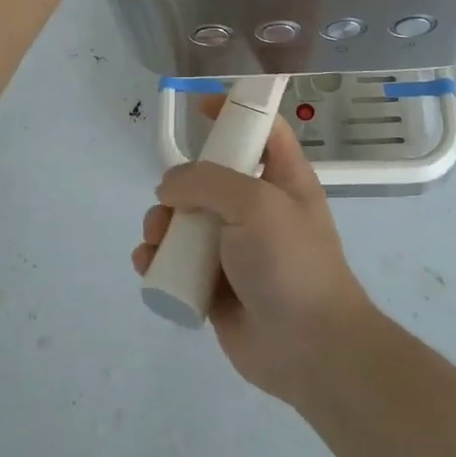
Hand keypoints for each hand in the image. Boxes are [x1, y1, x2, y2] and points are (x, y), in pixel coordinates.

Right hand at [134, 109, 375, 402]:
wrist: (307, 348)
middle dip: (179, 185)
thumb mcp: (256, 204)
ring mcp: (234, 248)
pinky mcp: (213, 284)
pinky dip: (158, 260)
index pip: (262, 129)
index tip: (200, 108)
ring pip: (185, 220)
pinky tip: (148, 266)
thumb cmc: (291, 263)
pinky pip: (177, 262)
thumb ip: (207, 182)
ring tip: (157, 242)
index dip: (236, 111)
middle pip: (208, 177)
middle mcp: (257, 209)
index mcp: (282, 179)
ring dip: (161, 225)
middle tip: (168, 202)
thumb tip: (170, 187)